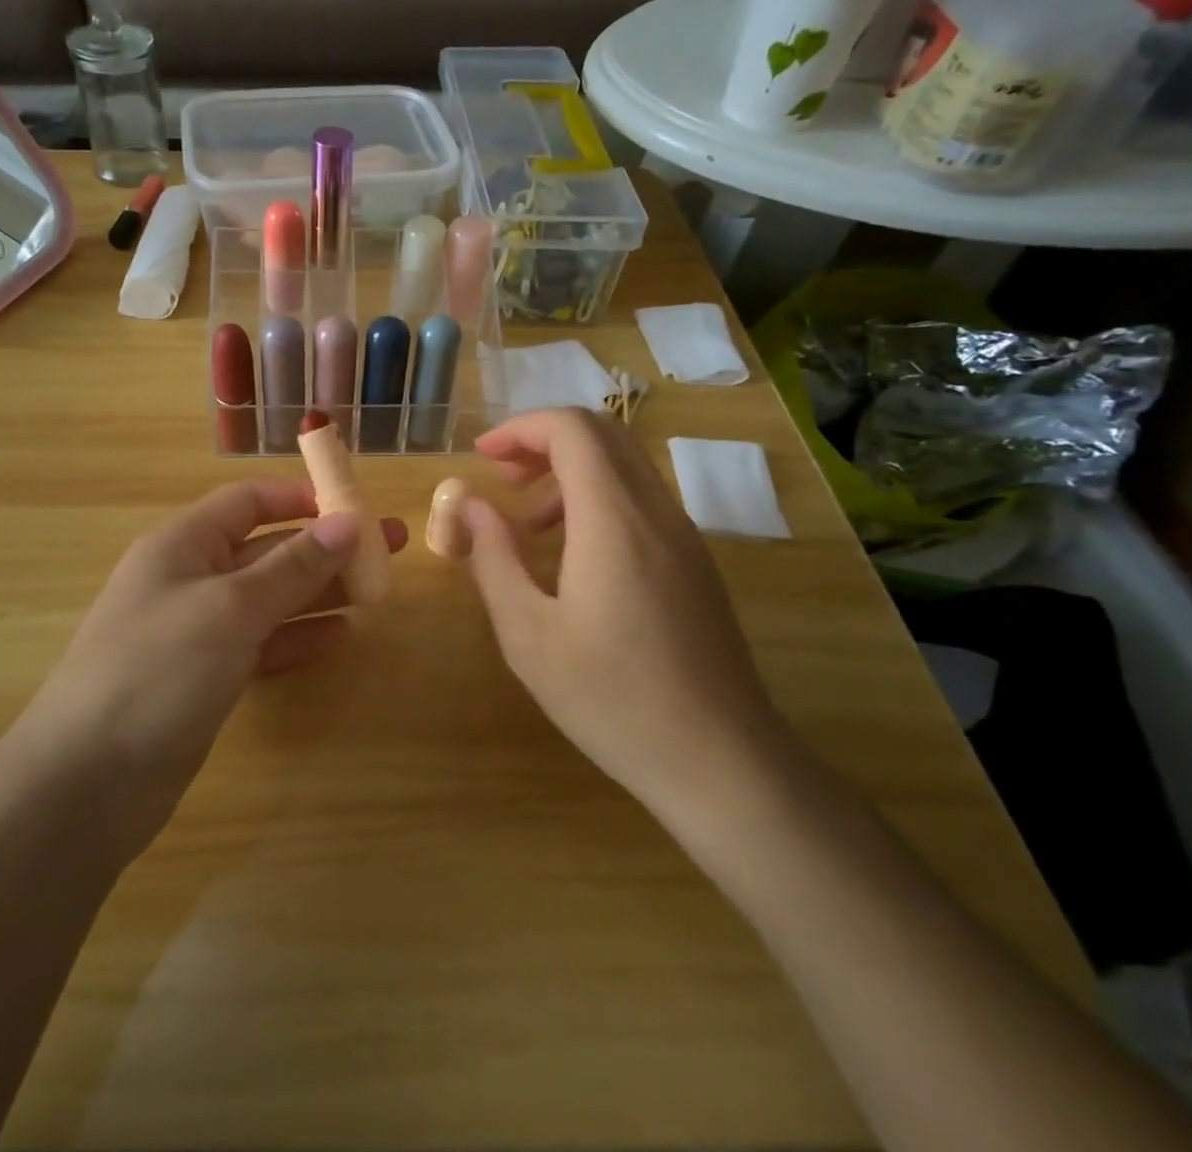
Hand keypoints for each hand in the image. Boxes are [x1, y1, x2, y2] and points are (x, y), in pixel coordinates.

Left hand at [22, 479, 406, 862]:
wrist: (87, 782)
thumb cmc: (157, 671)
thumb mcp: (230, 608)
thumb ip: (291, 566)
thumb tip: (347, 522)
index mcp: (183, 544)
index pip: (247, 501)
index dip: (299, 498)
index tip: (353, 504)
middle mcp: (190, 579)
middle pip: (268, 549)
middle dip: (326, 547)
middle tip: (390, 548)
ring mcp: (197, 631)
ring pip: (270, 598)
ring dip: (320, 592)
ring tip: (377, 592)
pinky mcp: (205, 677)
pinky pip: (261, 643)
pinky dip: (298, 636)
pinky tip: (340, 636)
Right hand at [461, 409, 797, 830]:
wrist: (722, 762)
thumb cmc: (613, 700)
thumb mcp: (529, 635)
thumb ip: (494, 559)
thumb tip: (470, 505)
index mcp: (615, 519)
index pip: (573, 429)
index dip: (521, 428)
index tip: (482, 456)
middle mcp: (657, 512)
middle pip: (603, 435)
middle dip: (544, 441)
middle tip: (503, 479)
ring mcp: (685, 537)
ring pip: (625, 467)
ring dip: (571, 473)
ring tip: (529, 525)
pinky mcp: (696, 564)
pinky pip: (642, 502)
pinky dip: (598, 501)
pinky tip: (573, 558)